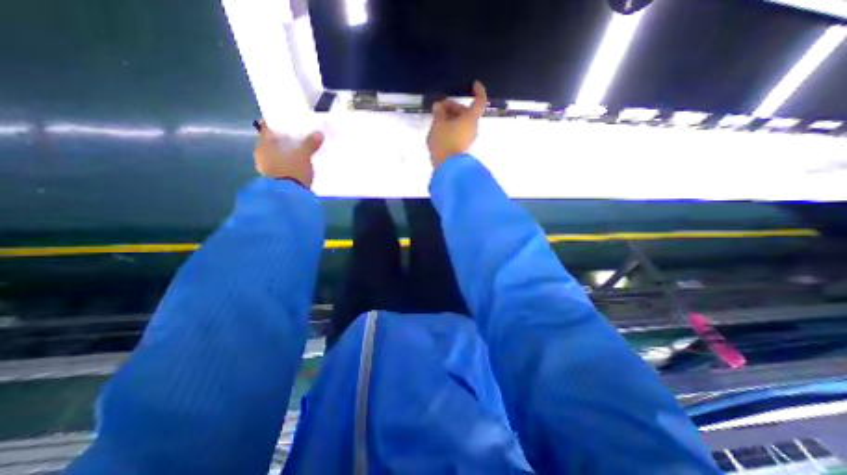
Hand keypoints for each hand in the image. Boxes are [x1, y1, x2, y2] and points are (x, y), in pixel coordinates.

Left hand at [252, 118, 324, 187]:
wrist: (289, 197)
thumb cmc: (292, 171)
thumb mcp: (303, 156)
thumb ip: (310, 144)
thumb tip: (318, 133)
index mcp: (263, 145)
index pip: (267, 129)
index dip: (277, 125)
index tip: (288, 123)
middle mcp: (261, 155)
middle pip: (272, 143)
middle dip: (284, 140)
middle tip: (297, 137)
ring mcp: (267, 169)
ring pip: (276, 155)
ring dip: (286, 153)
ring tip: (300, 152)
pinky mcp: (275, 180)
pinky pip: (281, 166)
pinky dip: (288, 163)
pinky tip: (298, 164)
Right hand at [427, 81, 486, 168]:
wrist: (447, 166)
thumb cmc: (444, 141)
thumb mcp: (438, 124)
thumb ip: (439, 113)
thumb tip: (438, 106)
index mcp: (470, 119)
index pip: (479, 101)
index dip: (479, 91)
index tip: (474, 84)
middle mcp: (473, 128)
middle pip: (466, 113)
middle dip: (452, 107)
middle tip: (438, 108)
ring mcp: (468, 138)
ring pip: (461, 123)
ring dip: (450, 118)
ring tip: (436, 120)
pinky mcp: (463, 147)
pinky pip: (458, 132)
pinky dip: (451, 128)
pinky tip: (439, 130)